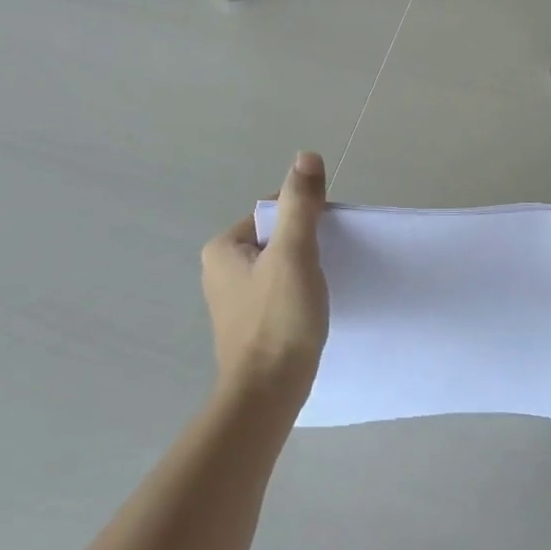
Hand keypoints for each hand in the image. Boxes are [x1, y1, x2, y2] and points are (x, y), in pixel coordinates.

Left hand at [201, 152, 330, 407]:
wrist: (268, 393)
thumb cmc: (279, 319)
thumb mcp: (294, 253)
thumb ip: (300, 204)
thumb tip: (306, 156)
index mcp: (223, 248)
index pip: (273, 211)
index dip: (306, 218)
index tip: (329, 238)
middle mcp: (221, 270)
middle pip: (277, 238)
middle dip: (306, 245)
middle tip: (329, 264)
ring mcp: (234, 300)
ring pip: (280, 266)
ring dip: (305, 270)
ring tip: (324, 288)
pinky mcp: (250, 325)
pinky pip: (279, 292)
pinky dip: (298, 294)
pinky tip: (313, 309)